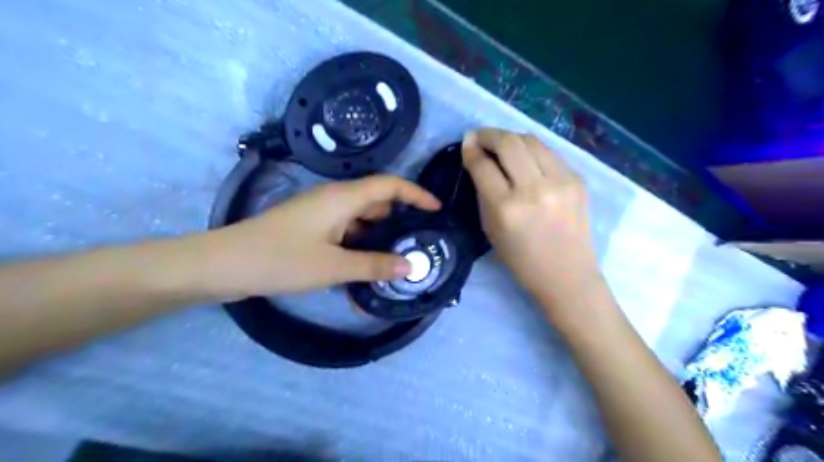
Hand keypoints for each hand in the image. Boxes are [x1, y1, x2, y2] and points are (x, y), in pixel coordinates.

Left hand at [202, 174, 439, 299]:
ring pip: (361, 220)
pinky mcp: (311, 229)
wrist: (224, 265)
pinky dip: (359, 247)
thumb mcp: (333, 266)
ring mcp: (321, 215)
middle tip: (419, 243)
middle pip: (377, 202)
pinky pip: (345, 233)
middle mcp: (334, 200)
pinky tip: (366, 270)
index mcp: (343, 198)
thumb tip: (412, 266)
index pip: (389, 185)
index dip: (416, 194)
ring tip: (397, 261)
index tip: (436, 210)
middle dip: (400, 220)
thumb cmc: (281, 260)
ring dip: (378, 237)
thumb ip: (374, 265)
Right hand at [462, 128, 598, 304]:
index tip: (467, 142)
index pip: (483, 165)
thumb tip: (479, 162)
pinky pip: (549, 153)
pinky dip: (533, 150)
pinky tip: (526, 158)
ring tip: (502, 144)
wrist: (567, 274)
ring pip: (531, 140)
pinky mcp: (578, 180)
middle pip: (508, 143)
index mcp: (506, 208)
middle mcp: (533, 189)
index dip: (471, 149)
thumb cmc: (522, 260)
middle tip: (480, 136)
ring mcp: (560, 182)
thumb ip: (484, 194)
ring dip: (511, 137)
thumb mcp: (491, 229)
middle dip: (489, 134)